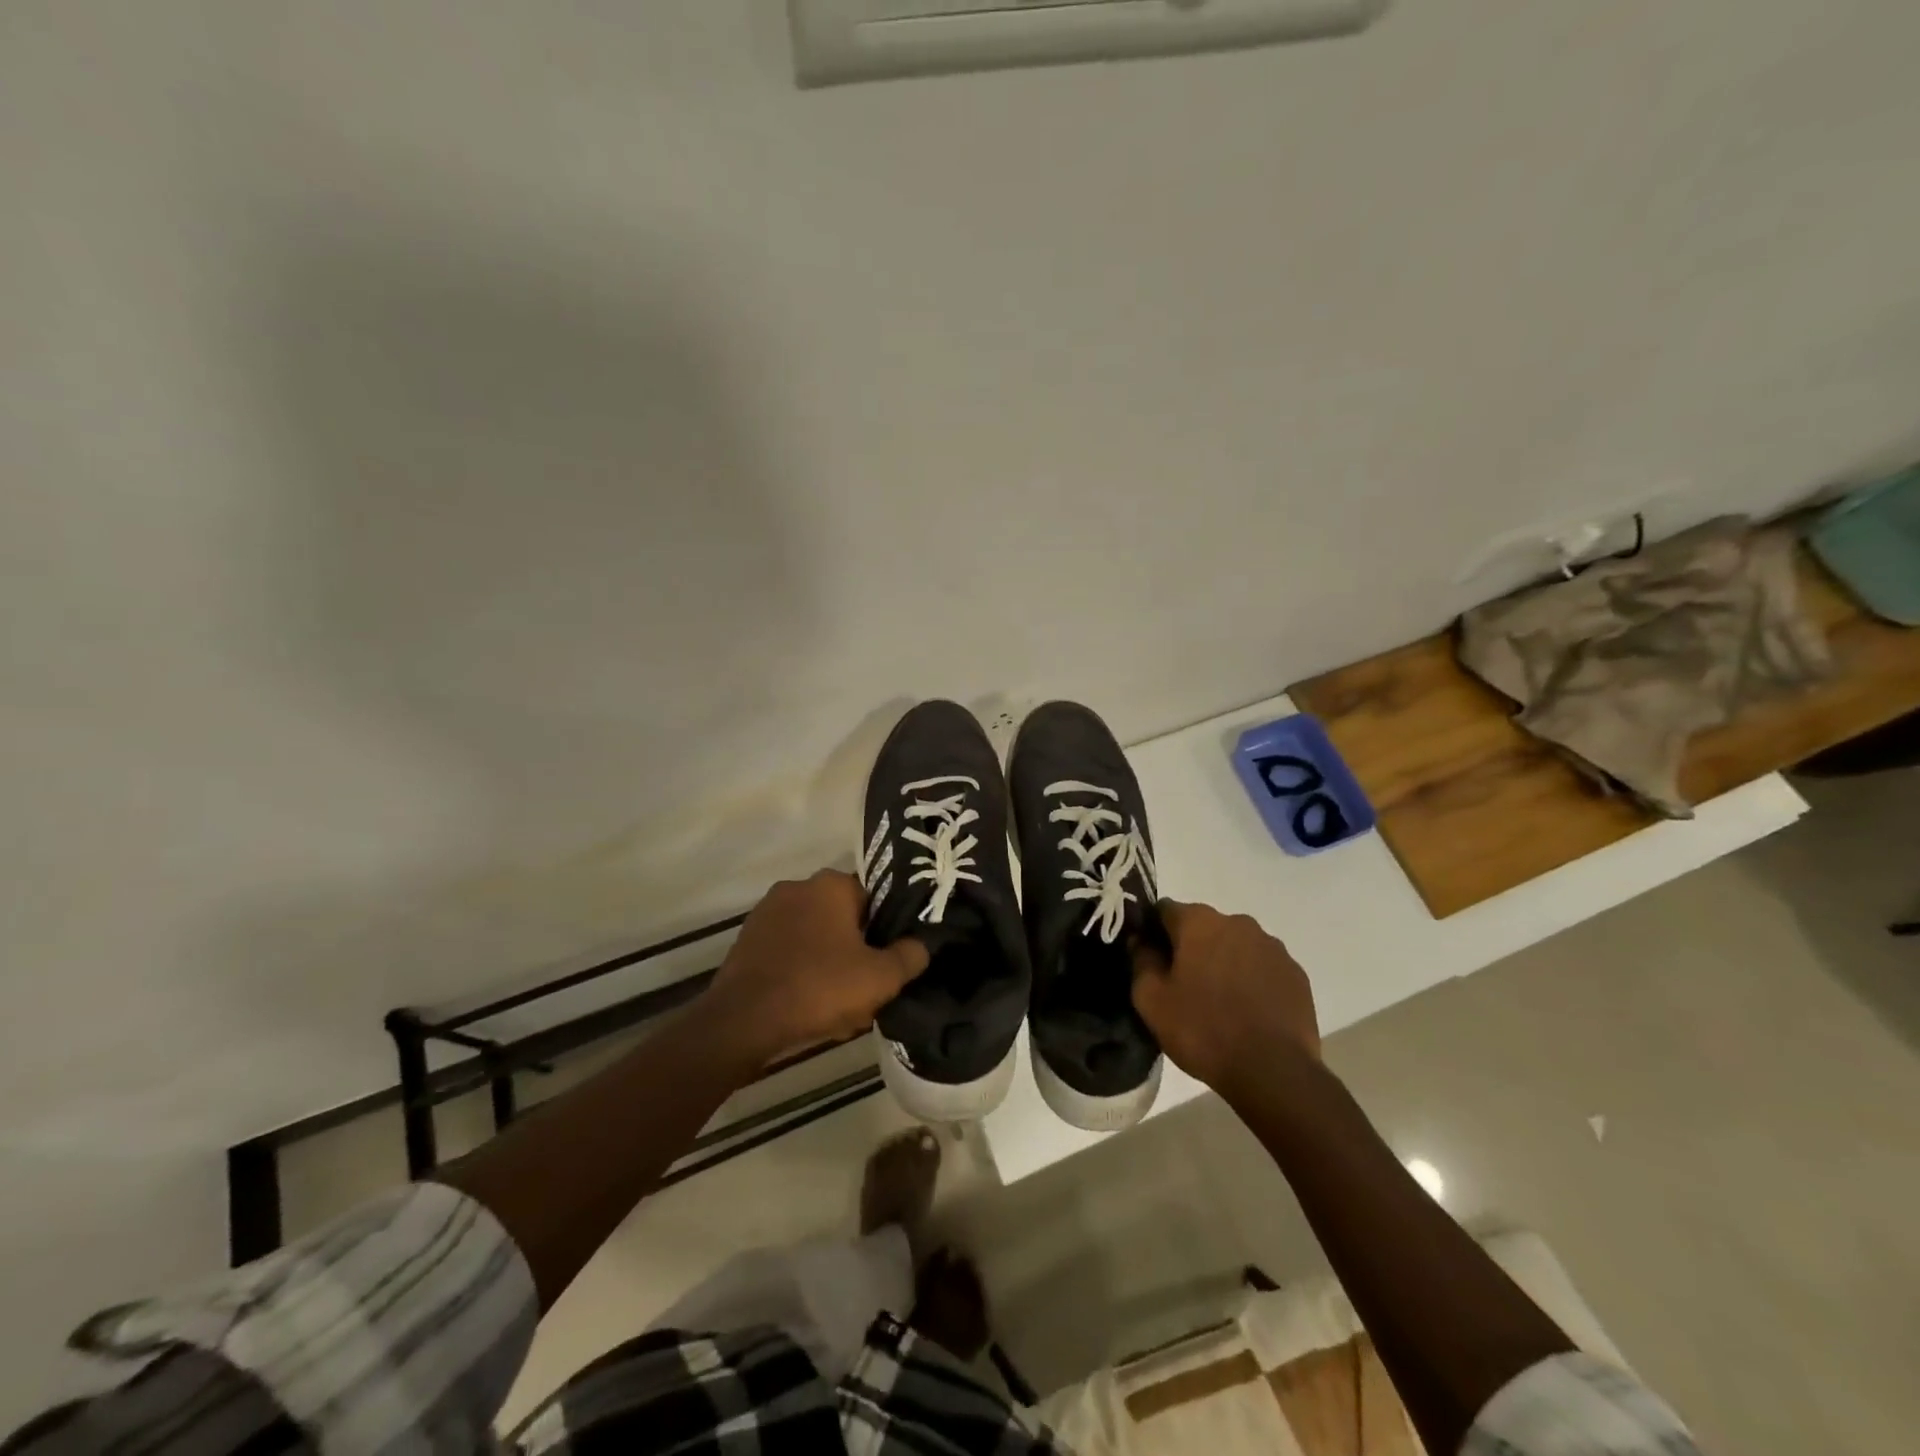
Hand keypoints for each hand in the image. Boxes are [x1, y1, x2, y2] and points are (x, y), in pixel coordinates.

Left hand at [704, 870, 928, 1068]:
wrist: (743, 1021)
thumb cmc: (819, 988)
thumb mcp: (881, 978)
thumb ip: (910, 956)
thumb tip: (920, 946)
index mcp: (831, 884)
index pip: (872, 899)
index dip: (883, 932)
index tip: (885, 962)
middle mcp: (797, 886)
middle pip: (842, 918)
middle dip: (854, 949)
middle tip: (864, 987)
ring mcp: (767, 912)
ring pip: (814, 937)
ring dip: (827, 962)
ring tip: (835, 1004)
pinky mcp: (746, 939)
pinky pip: (787, 951)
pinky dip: (799, 971)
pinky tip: (805, 1004)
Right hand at [1131, 901, 1319, 1096]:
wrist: (1273, 1071)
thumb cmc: (1203, 1030)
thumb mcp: (1151, 1000)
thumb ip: (1141, 961)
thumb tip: (1141, 942)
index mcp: (1199, 922)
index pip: (1165, 910)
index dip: (1153, 932)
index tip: (1150, 960)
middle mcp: (1238, 922)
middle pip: (1203, 927)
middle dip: (1191, 948)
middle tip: (1183, 986)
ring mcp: (1272, 947)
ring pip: (1235, 946)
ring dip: (1223, 962)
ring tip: (1219, 1002)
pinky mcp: (1296, 973)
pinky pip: (1262, 967)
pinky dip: (1252, 980)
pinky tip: (1247, 1012)